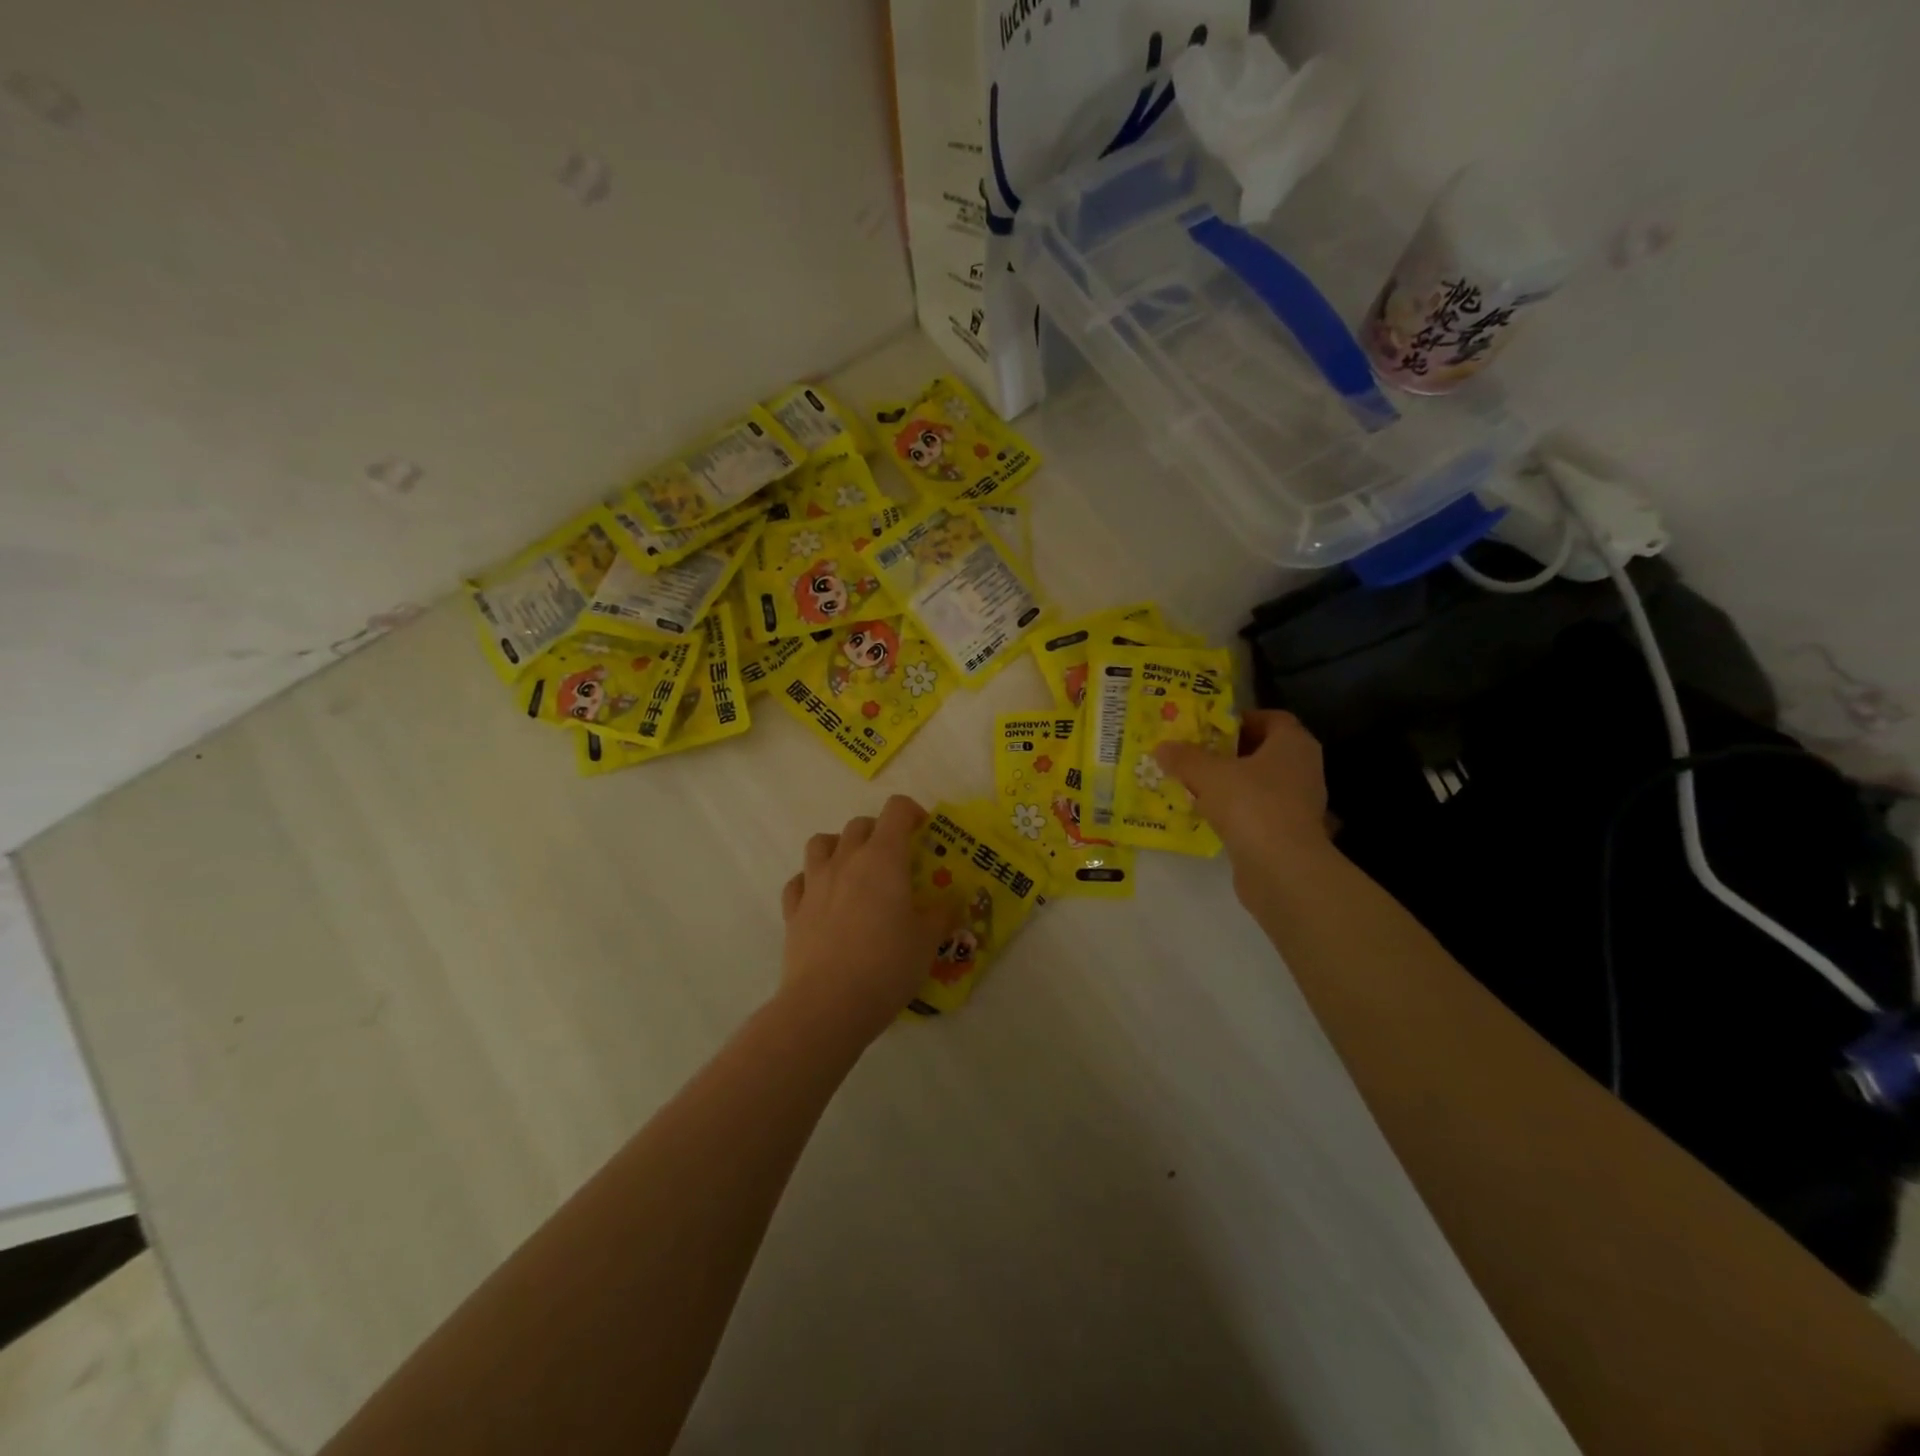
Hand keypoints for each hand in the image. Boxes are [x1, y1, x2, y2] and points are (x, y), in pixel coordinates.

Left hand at [779, 795, 953, 1045]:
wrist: (828, 1004)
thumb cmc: (887, 965)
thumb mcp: (927, 941)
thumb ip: (940, 915)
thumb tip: (948, 904)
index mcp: (883, 858)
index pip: (895, 811)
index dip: (911, 812)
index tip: (923, 830)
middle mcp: (846, 860)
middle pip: (859, 825)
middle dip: (879, 832)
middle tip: (894, 859)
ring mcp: (814, 884)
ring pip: (821, 843)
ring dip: (839, 846)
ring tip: (853, 869)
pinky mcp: (793, 910)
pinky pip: (799, 881)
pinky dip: (811, 881)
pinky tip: (823, 899)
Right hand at [1155, 710, 1332, 884]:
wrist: (1281, 869)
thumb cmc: (1251, 805)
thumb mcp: (1208, 774)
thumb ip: (1184, 758)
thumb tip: (1162, 747)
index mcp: (1293, 744)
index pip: (1271, 719)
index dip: (1240, 719)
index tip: (1208, 727)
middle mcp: (1303, 769)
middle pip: (1262, 751)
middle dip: (1227, 752)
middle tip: (1193, 754)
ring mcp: (1298, 804)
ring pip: (1258, 783)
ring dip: (1228, 783)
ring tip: (1193, 784)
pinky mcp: (1288, 833)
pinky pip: (1256, 811)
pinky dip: (1233, 810)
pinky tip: (1205, 814)